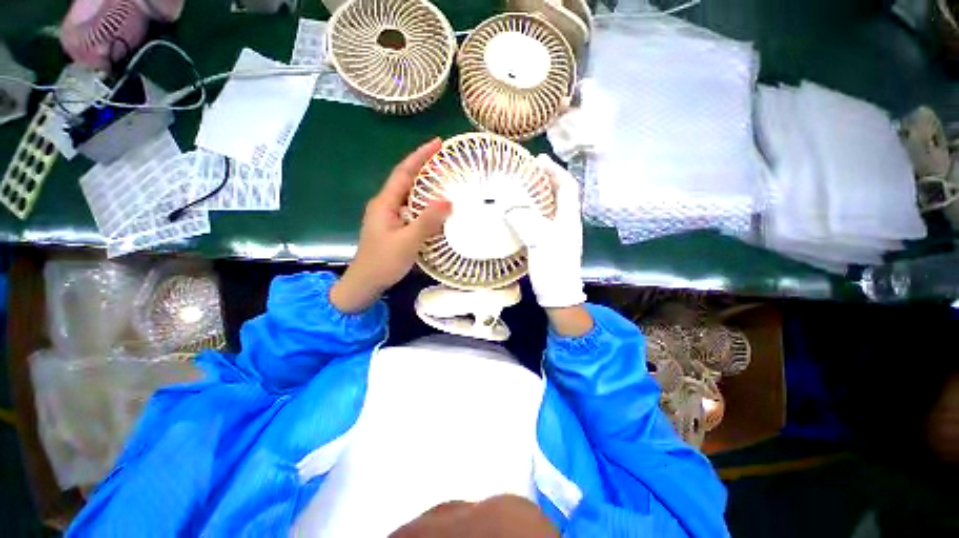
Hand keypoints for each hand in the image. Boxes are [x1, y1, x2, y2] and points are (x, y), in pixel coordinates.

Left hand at [331, 139, 450, 312]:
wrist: (365, 283)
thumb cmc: (383, 262)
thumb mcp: (407, 241)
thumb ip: (427, 221)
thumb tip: (448, 201)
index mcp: (385, 203)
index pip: (404, 172)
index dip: (420, 156)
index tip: (438, 143)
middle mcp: (385, 205)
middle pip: (406, 180)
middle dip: (425, 168)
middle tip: (447, 161)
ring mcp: (389, 216)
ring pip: (409, 195)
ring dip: (425, 186)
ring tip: (445, 180)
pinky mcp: (394, 227)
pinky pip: (411, 209)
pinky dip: (425, 204)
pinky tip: (436, 207)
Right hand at [506, 154, 587, 312]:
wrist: (558, 294)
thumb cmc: (553, 267)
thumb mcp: (539, 240)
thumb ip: (524, 219)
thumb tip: (506, 201)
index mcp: (569, 217)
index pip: (567, 185)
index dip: (554, 170)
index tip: (538, 160)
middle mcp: (567, 222)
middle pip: (559, 193)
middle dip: (546, 179)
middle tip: (527, 171)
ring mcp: (559, 233)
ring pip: (550, 206)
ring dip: (539, 194)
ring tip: (522, 187)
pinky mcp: (549, 242)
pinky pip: (542, 219)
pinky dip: (532, 210)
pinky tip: (520, 212)